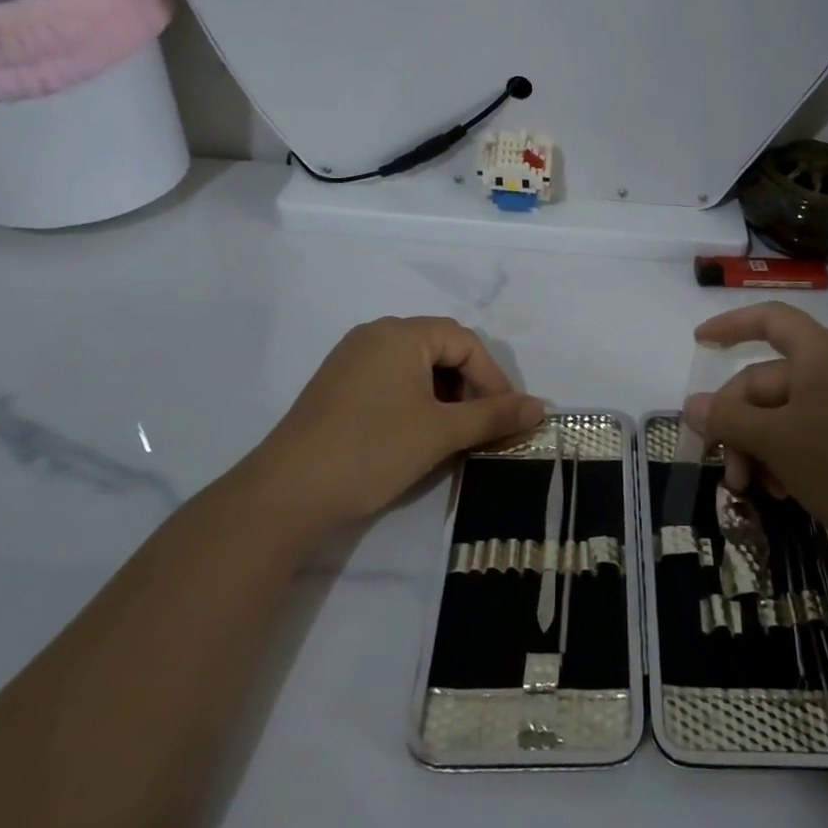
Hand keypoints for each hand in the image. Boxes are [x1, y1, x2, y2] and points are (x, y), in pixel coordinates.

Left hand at [246, 316, 544, 528]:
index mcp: (401, 333)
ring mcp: (351, 359)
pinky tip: (419, 434)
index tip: (507, 418)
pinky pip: (392, 380)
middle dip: (470, 386)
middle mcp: (375, 334)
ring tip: (454, 433)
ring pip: (417, 367)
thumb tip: (541, 406)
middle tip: (482, 426)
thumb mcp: (442, 432)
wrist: (286, 494)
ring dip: (445, 395)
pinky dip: (417, 400)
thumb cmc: (373, 450)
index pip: (466, 342)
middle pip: (442, 349)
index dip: (493, 379)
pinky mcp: (337, 385)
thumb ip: (494, 415)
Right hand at [682, 302, 827, 554]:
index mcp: (818, 353)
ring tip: (749, 486)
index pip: (769, 319)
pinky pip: (802, 434)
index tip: (698, 342)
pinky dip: (782, 456)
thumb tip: (690, 406)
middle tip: (722, 464)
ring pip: (779, 414)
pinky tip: (778, 490)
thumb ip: (727, 419)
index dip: (730, 325)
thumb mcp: (774, 440)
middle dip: (736, 423)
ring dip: (755, 446)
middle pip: (765, 381)